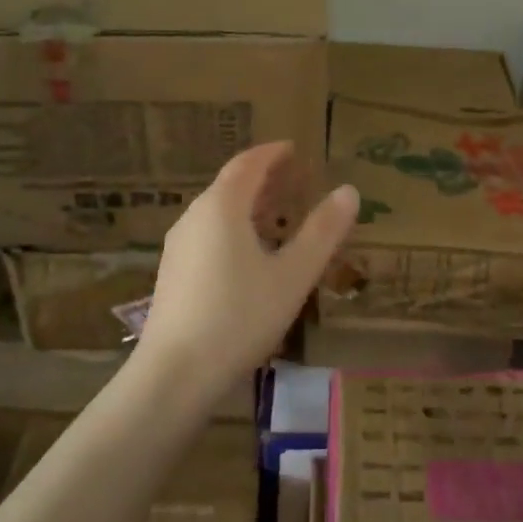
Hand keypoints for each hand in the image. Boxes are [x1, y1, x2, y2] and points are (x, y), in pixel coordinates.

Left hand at [137, 142, 358, 403]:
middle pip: (230, 185)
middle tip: (292, 177)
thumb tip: (349, 191)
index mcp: (222, 207)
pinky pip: (208, 234)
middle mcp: (195, 217)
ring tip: (276, 213)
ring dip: (247, 203)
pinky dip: (233, 227)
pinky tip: (248, 254)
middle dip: (262, 177)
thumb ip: (322, 231)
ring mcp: (179, 246)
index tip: (293, 148)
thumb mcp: (292, 275)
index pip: (248, 164)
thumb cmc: (240, 317)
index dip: (272, 153)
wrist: (175, 374)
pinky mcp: (173, 273)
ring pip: (217, 211)